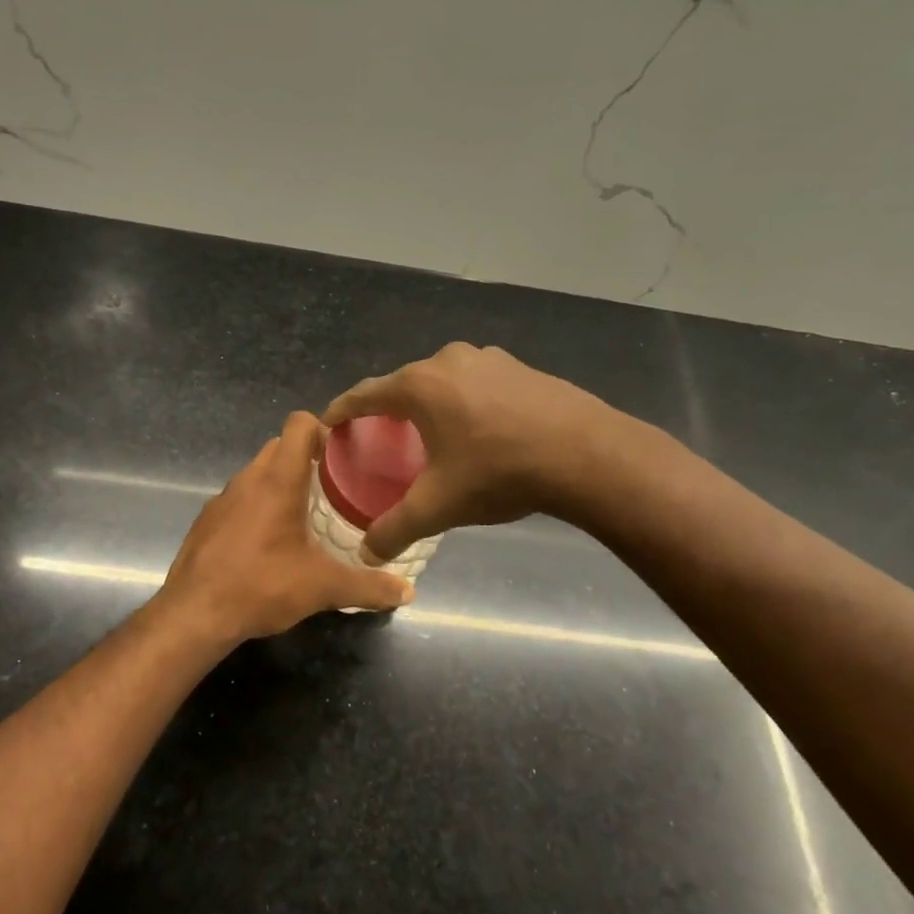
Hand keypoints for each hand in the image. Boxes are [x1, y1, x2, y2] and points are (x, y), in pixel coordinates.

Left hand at [158, 411, 413, 642]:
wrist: (194, 614)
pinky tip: (270, 541)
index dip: (323, 428)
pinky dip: (258, 507)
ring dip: (281, 483)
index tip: (343, 452)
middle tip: (335, 486)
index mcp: (278, 480)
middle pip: (279, 446)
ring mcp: (222, 499)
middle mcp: (248, 479)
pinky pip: (239, 499)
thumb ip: (368, 587)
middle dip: (306, 457)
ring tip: (307, 514)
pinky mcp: (207, 521)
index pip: (298, 424)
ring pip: (257, 473)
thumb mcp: (323, 588)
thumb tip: (408, 591)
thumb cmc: (262, 586)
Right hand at [324, 343, 628, 560]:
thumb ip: (396, 529)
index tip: (328, 422)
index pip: (365, 394)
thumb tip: (366, 554)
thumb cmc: (498, 472)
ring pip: (443, 380)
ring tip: (429, 432)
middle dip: (388, 408)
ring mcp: (488, 359)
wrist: (585, 454)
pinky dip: (464, 401)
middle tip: (379, 435)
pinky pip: (476, 382)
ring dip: (430, 403)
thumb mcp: (439, 506)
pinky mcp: (520, 367)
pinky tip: (478, 427)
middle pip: (404, 384)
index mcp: (419, 386)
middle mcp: (448, 361)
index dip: (342, 410)